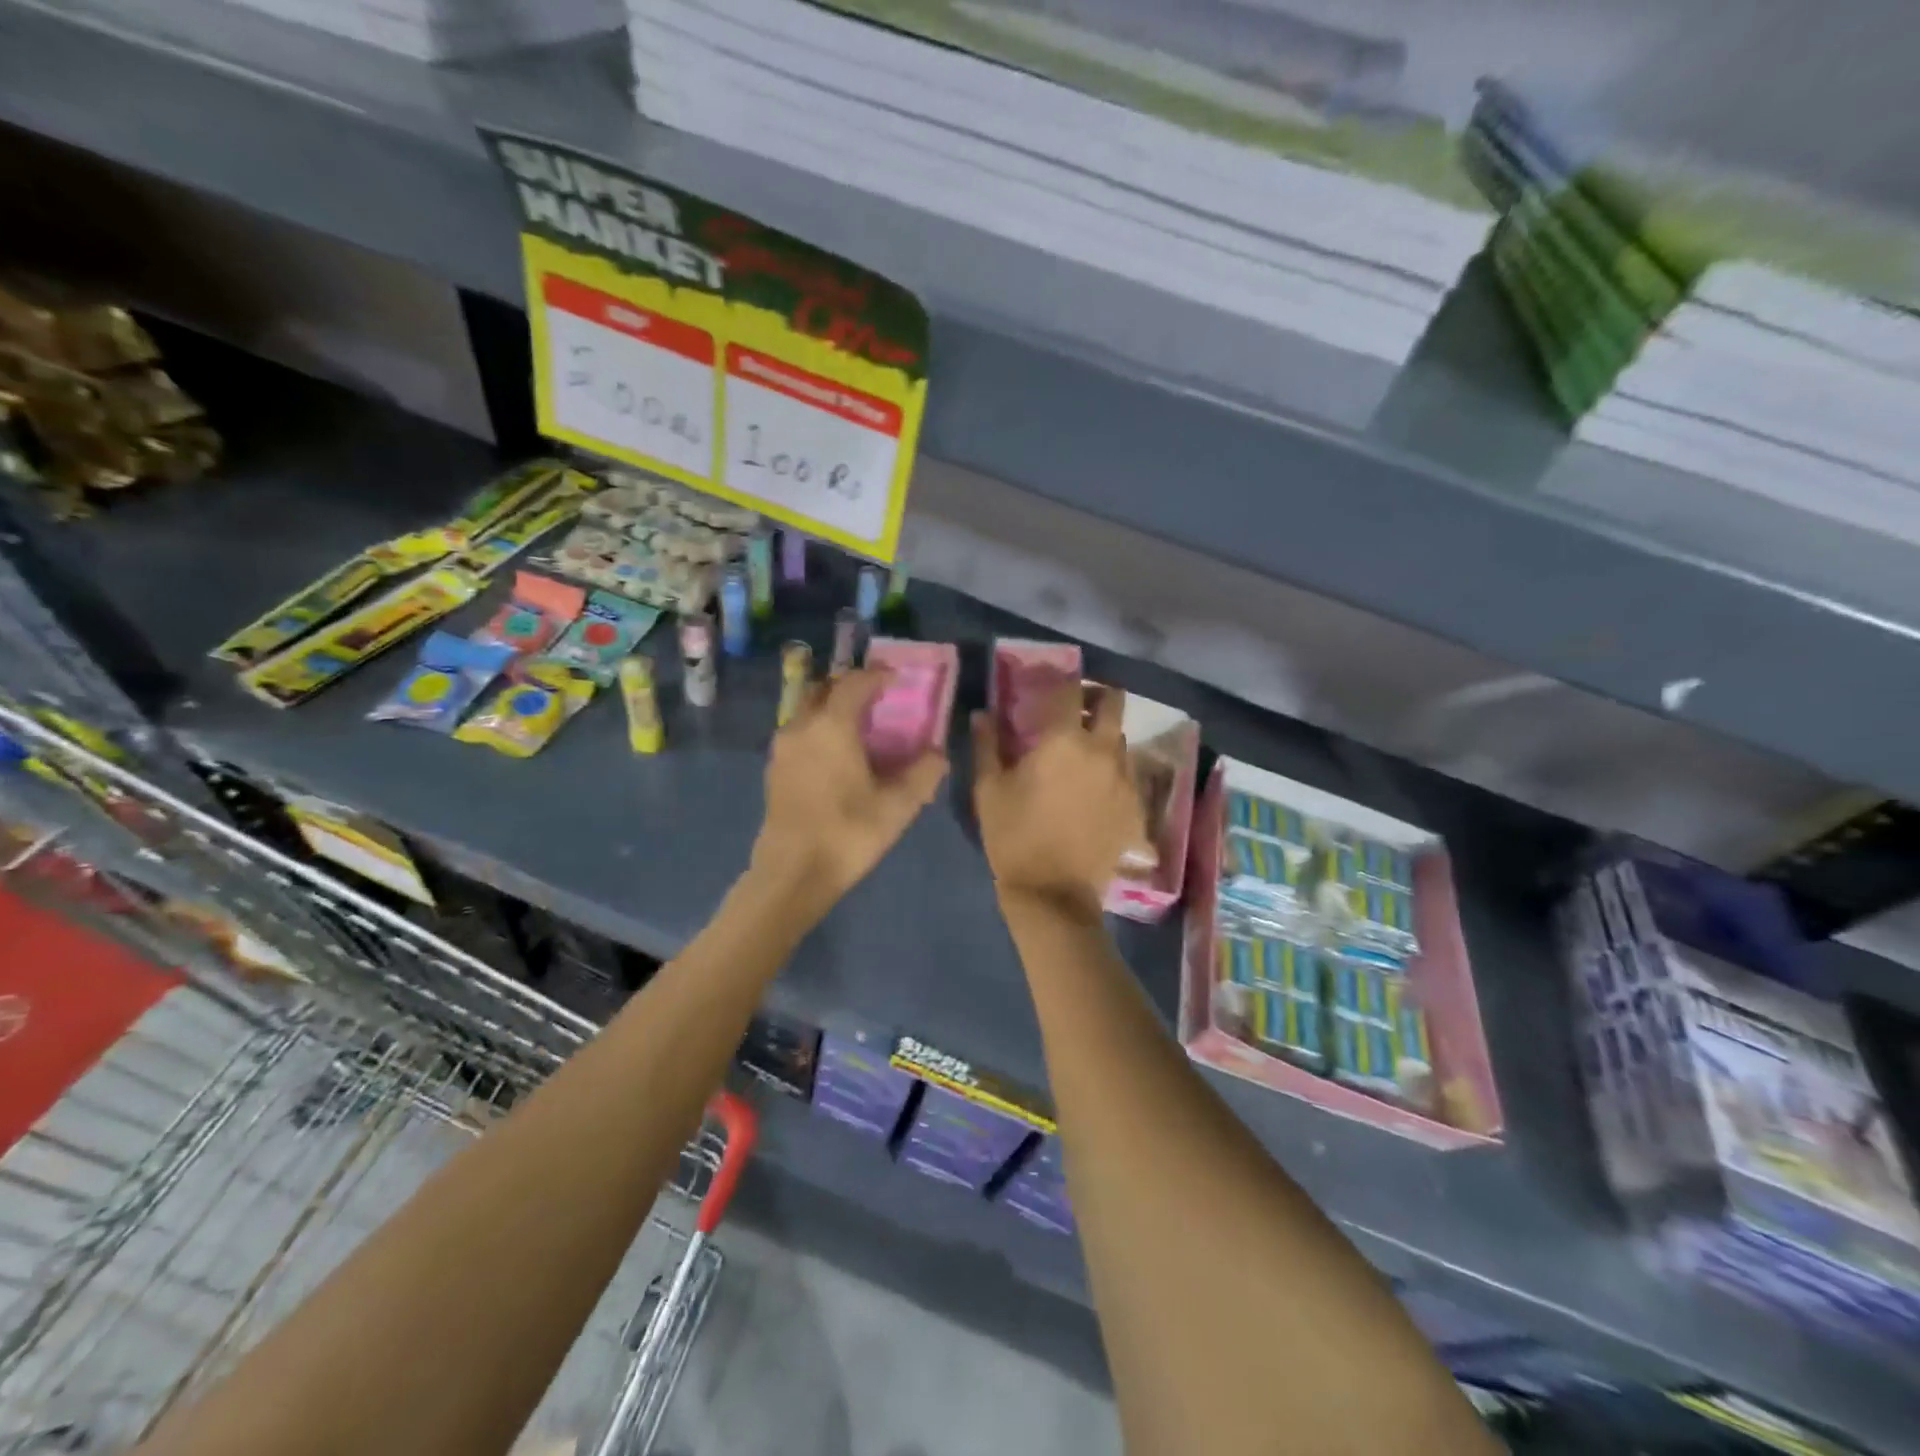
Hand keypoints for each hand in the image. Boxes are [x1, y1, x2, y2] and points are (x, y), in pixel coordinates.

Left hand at [750, 667, 947, 920]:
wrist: (793, 873)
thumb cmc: (848, 833)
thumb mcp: (898, 805)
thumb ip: (923, 773)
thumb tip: (937, 754)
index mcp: (832, 726)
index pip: (855, 683)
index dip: (878, 676)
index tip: (897, 678)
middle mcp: (802, 726)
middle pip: (824, 689)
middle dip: (850, 686)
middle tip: (876, 698)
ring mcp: (782, 747)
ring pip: (808, 710)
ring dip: (832, 707)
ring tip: (858, 726)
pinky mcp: (774, 769)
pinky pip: (799, 732)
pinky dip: (819, 729)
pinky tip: (836, 754)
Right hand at [972, 682, 1142, 911]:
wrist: (1053, 893)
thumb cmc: (1013, 835)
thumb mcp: (988, 789)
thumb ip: (987, 745)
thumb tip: (983, 714)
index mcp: (1064, 740)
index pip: (1069, 689)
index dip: (1060, 681)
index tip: (1049, 686)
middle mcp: (1102, 750)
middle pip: (1114, 702)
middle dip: (1096, 698)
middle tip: (1075, 711)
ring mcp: (1125, 779)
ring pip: (1122, 739)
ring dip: (1104, 737)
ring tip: (1084, 755)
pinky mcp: (1136, 807)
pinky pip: (1130, 775)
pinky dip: (1114, 772)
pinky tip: (1097, 791)